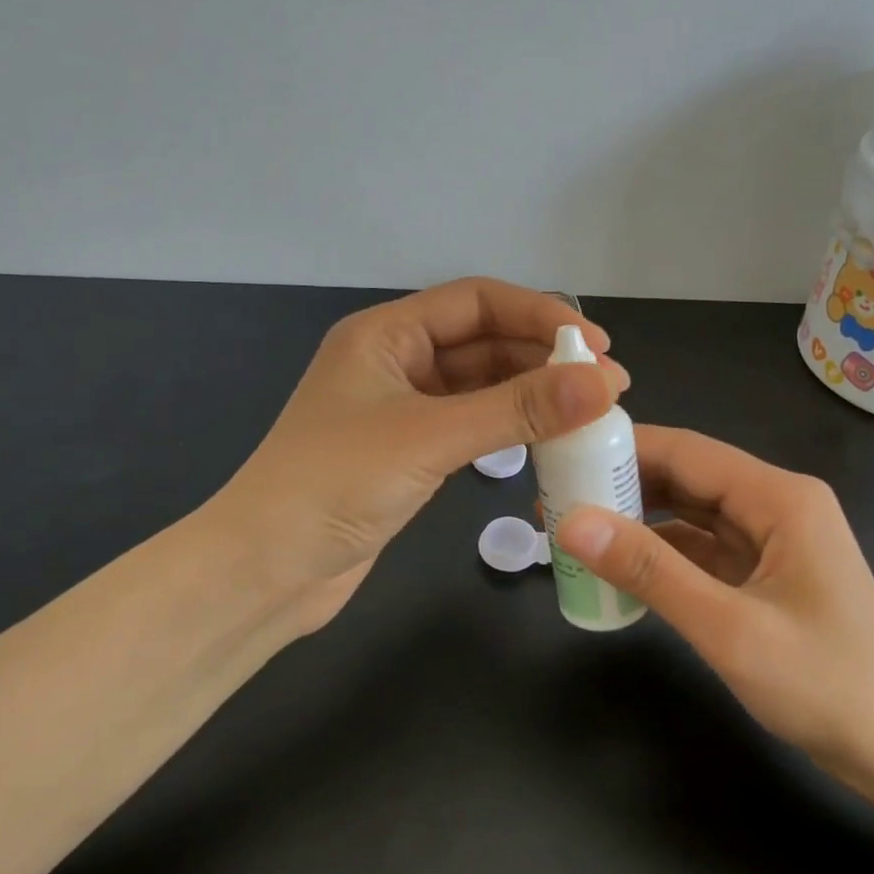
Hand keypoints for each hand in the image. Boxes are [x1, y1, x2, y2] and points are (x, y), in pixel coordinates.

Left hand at [211, 278, 626, 636]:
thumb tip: (601, 383)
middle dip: (545, 357)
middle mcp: (396, 361)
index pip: (477, 302)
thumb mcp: (430, 438)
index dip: (540, 315)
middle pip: (484, 341)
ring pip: (482, 385)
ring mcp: (403, 409)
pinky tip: (549, 438)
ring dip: (533, 394)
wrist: (265, 570)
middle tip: (608, 384)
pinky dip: (511, 427)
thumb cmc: (335, 485)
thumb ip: (516, 409)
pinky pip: (473, 424)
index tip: (597, 346)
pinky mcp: (411, 452)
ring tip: (590, 411)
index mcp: (386, 334)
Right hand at [555, 427, 873, 800]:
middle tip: (556, 495)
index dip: (622, 447)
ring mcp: (771, 540)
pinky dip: (660, 553)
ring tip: (574, 526)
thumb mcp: (728, 628)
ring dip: (637, 518)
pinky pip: (701, 549)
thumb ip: (650, 571)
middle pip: (686, 476)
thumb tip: (571, 522)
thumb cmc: (826, 686)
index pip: (687, 451)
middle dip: (622, 483)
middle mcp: (775, 505)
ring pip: (690, 512)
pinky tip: (619, 564)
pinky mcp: (763, 573)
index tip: (563, 454)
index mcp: (779, 497)